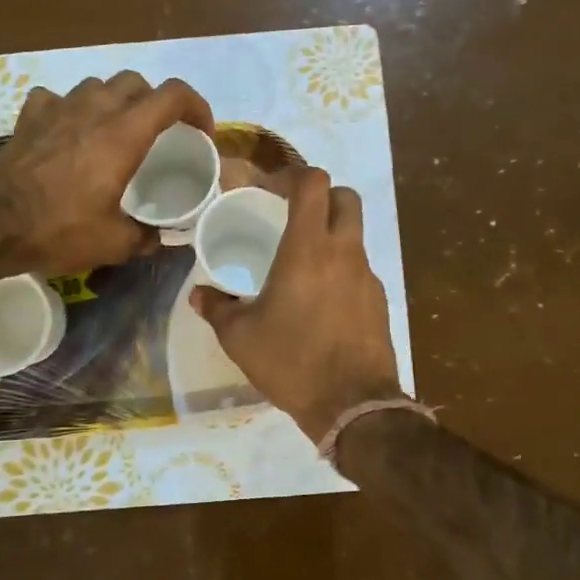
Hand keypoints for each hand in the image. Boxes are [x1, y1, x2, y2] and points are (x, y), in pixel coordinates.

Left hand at [0, 72, 214, 274]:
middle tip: (158, 134)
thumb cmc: (59, 229)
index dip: (196, 107)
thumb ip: (146, 237)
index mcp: (124, 134)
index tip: (200, 132)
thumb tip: (163, 239)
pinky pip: (55, 98)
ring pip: (96, 86)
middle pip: (136, 82)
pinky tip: (66, 131)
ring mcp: (58, 108)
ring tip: (114, 130)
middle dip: (155, 102)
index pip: (173, 95)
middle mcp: (94, 110)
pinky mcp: (29, 117)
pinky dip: (68, 109)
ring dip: (113, 101)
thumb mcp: (114, 243)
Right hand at [189, 166, 402, 442]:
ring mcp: (367, 275)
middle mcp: (343, 252)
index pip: (313, 183)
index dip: (292, 174)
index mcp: (307, 249)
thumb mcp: (240, 338)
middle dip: (321, 195)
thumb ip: (217, 308)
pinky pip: (360, 267)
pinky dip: (342, 267)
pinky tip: (321, 299)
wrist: (353, 405)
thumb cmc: (291, 362)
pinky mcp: (380, 300)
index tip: (271, 188)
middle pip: (345, 196)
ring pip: (355, 232)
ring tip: (302, 261)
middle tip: (293, 214)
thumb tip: (198, 294)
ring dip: (332, 232)